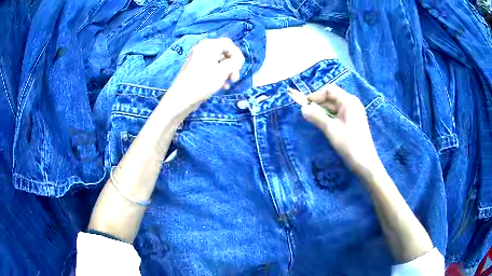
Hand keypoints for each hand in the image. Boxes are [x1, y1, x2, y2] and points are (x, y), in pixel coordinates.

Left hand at [166, 38, 244, 109]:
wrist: (182, 98)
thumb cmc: (203, 82)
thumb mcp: (223, 71)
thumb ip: (235, 62)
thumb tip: (238, 60)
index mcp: (208, 45)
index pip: (228, 44)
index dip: (237, 54)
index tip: (240, 67)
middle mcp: (203, 49)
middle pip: (224, 52)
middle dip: (232, 65)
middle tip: (234, 78)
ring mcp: (199, 59)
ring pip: (220, 62)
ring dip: (227, 72)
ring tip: (229, 83)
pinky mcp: (197, 69)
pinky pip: (212, 68)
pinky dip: (219, 75)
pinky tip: (222, 86)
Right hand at [301, 84, 382, 175]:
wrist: (365, 162)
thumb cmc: (349, 143)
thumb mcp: (330, 129)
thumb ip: (316, 116)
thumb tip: (303, 108)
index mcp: (349, 101)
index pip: (329, 90)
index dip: (316, 95)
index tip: (304, 104)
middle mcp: (352, 103)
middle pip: (332, 97)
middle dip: (319, 104)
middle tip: (307, 114)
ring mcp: (353, 113)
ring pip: (334, 107)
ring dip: (323, 111)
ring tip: (313, 120)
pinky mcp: (353, 122)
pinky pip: (338, 115)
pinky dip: (329, 117)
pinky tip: (323, 125)